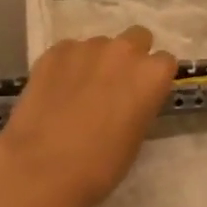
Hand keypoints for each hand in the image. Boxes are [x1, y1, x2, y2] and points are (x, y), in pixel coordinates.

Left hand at [0, 26, 177, 206]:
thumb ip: (140, 106)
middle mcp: (123, 51)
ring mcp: (86, 47)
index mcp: (151, 75)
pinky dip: (67, 65)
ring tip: (78, 91)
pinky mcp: (54, 51)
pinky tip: (56, 91)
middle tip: (115, 85)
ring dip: (96, 61)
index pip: (165, 62)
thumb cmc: (100, 165)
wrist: (41, 168)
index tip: (143, 95)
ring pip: (100, 45)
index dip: (153, 79)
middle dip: (130, 56)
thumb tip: (129, 100)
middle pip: (137, 38)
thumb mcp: (136, 138)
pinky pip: (69, 51)